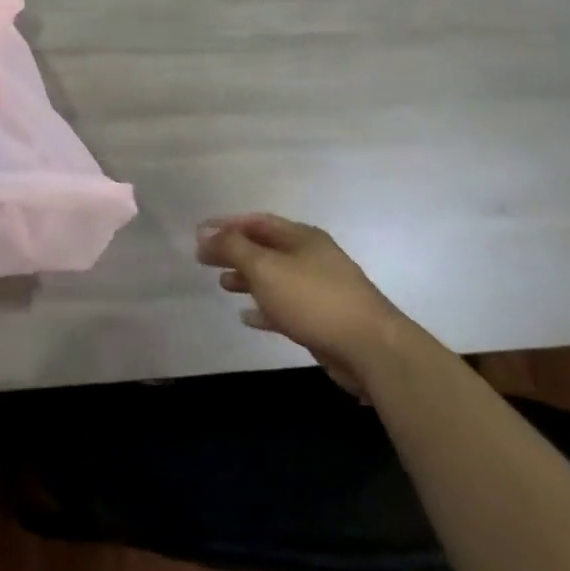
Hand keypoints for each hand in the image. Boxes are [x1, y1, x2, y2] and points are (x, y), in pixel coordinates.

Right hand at [196, 212, 408, 396]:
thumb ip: (233, 248)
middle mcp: (312, 257)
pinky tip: (247, 316)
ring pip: (274, 277)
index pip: (257, 221)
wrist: (370, 348)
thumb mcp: (265, 268)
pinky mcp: (322, 318)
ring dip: (247, 278)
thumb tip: (206, 233)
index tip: (198, 233)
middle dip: (234, 251)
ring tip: (222, 284)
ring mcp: (320, 288)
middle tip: (204, 259)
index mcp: (302, 237)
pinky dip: (264, 308)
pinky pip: (285, 306)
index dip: (226, 225)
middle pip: (265, 247)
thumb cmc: (313, 299)